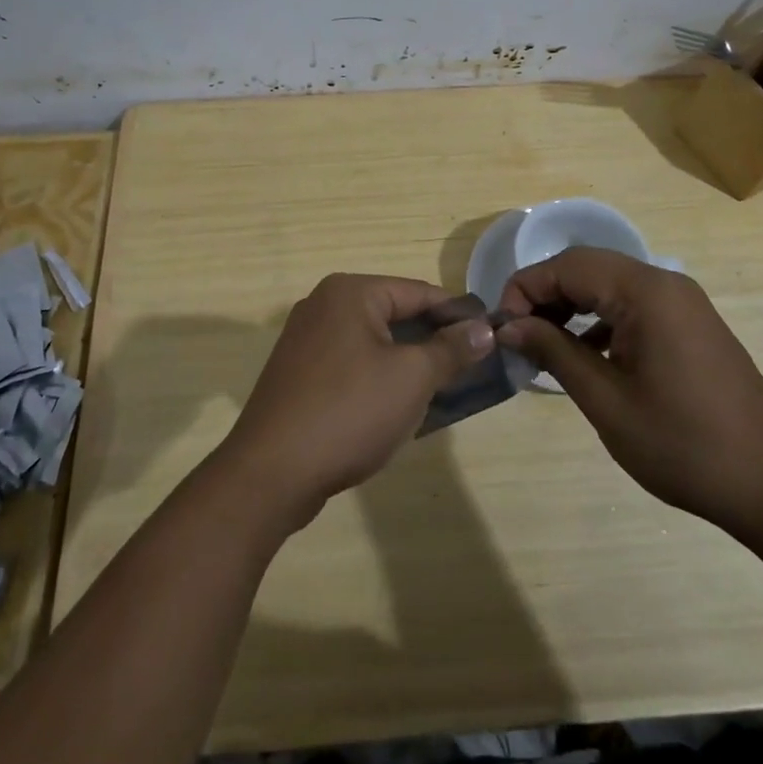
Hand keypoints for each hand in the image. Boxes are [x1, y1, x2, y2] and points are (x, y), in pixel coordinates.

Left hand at [221, 274, 493, 529]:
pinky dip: (378, 378)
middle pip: (394, 314)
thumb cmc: (349, 411)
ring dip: (407, 363)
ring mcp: (306, 339)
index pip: (418, 292)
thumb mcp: (412, 378)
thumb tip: (483, 329)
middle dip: (432, 341)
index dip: (457, 314)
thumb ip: (451, 349)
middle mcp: (323, 305)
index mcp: (349, 293)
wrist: (272, 471)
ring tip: (442, 391)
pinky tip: (398, 407)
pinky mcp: (298, 373)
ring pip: (373, 342)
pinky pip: (351, 364)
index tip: (490, 337)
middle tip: (470, 369)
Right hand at [497, 247, 762, 531]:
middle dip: (545, 296)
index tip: (503, 328)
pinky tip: (587, 355)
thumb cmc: (683, 444)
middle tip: (518, 337)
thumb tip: (509, 326)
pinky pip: (633, 305)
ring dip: (571, 307)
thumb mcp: (606, 400)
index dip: (525, 289)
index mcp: (645, 292)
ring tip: (545, 346)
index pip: (567, 266)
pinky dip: (600, 320)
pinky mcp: (691, 325)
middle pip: (587, 269)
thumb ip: (554, 351)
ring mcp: (683, 304)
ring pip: (608, 285)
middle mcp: (665, 284)